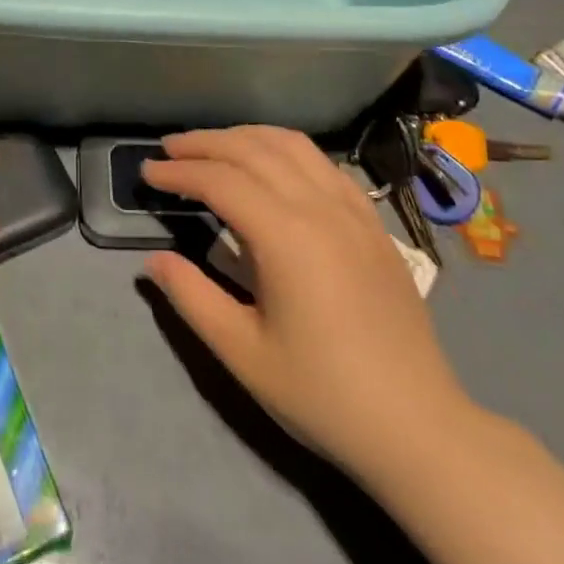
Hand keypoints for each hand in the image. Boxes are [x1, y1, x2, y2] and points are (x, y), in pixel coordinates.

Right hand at [142, 126, 473, 472]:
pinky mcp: (373, 224)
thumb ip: (192, 297)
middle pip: (253, 150)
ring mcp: (353, 211)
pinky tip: (273, 166)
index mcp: (286, 236)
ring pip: (293, 146)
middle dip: (205, 143)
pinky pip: (324, 165)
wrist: (417, 426)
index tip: (147, 172)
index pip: (221, 180)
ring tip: (213, 145)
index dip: (179, 171)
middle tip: (169, 149)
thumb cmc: (322, 393)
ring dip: (246, 137)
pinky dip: (287, 150)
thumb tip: (155, 261)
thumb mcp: (242, 352)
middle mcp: (320, 207)